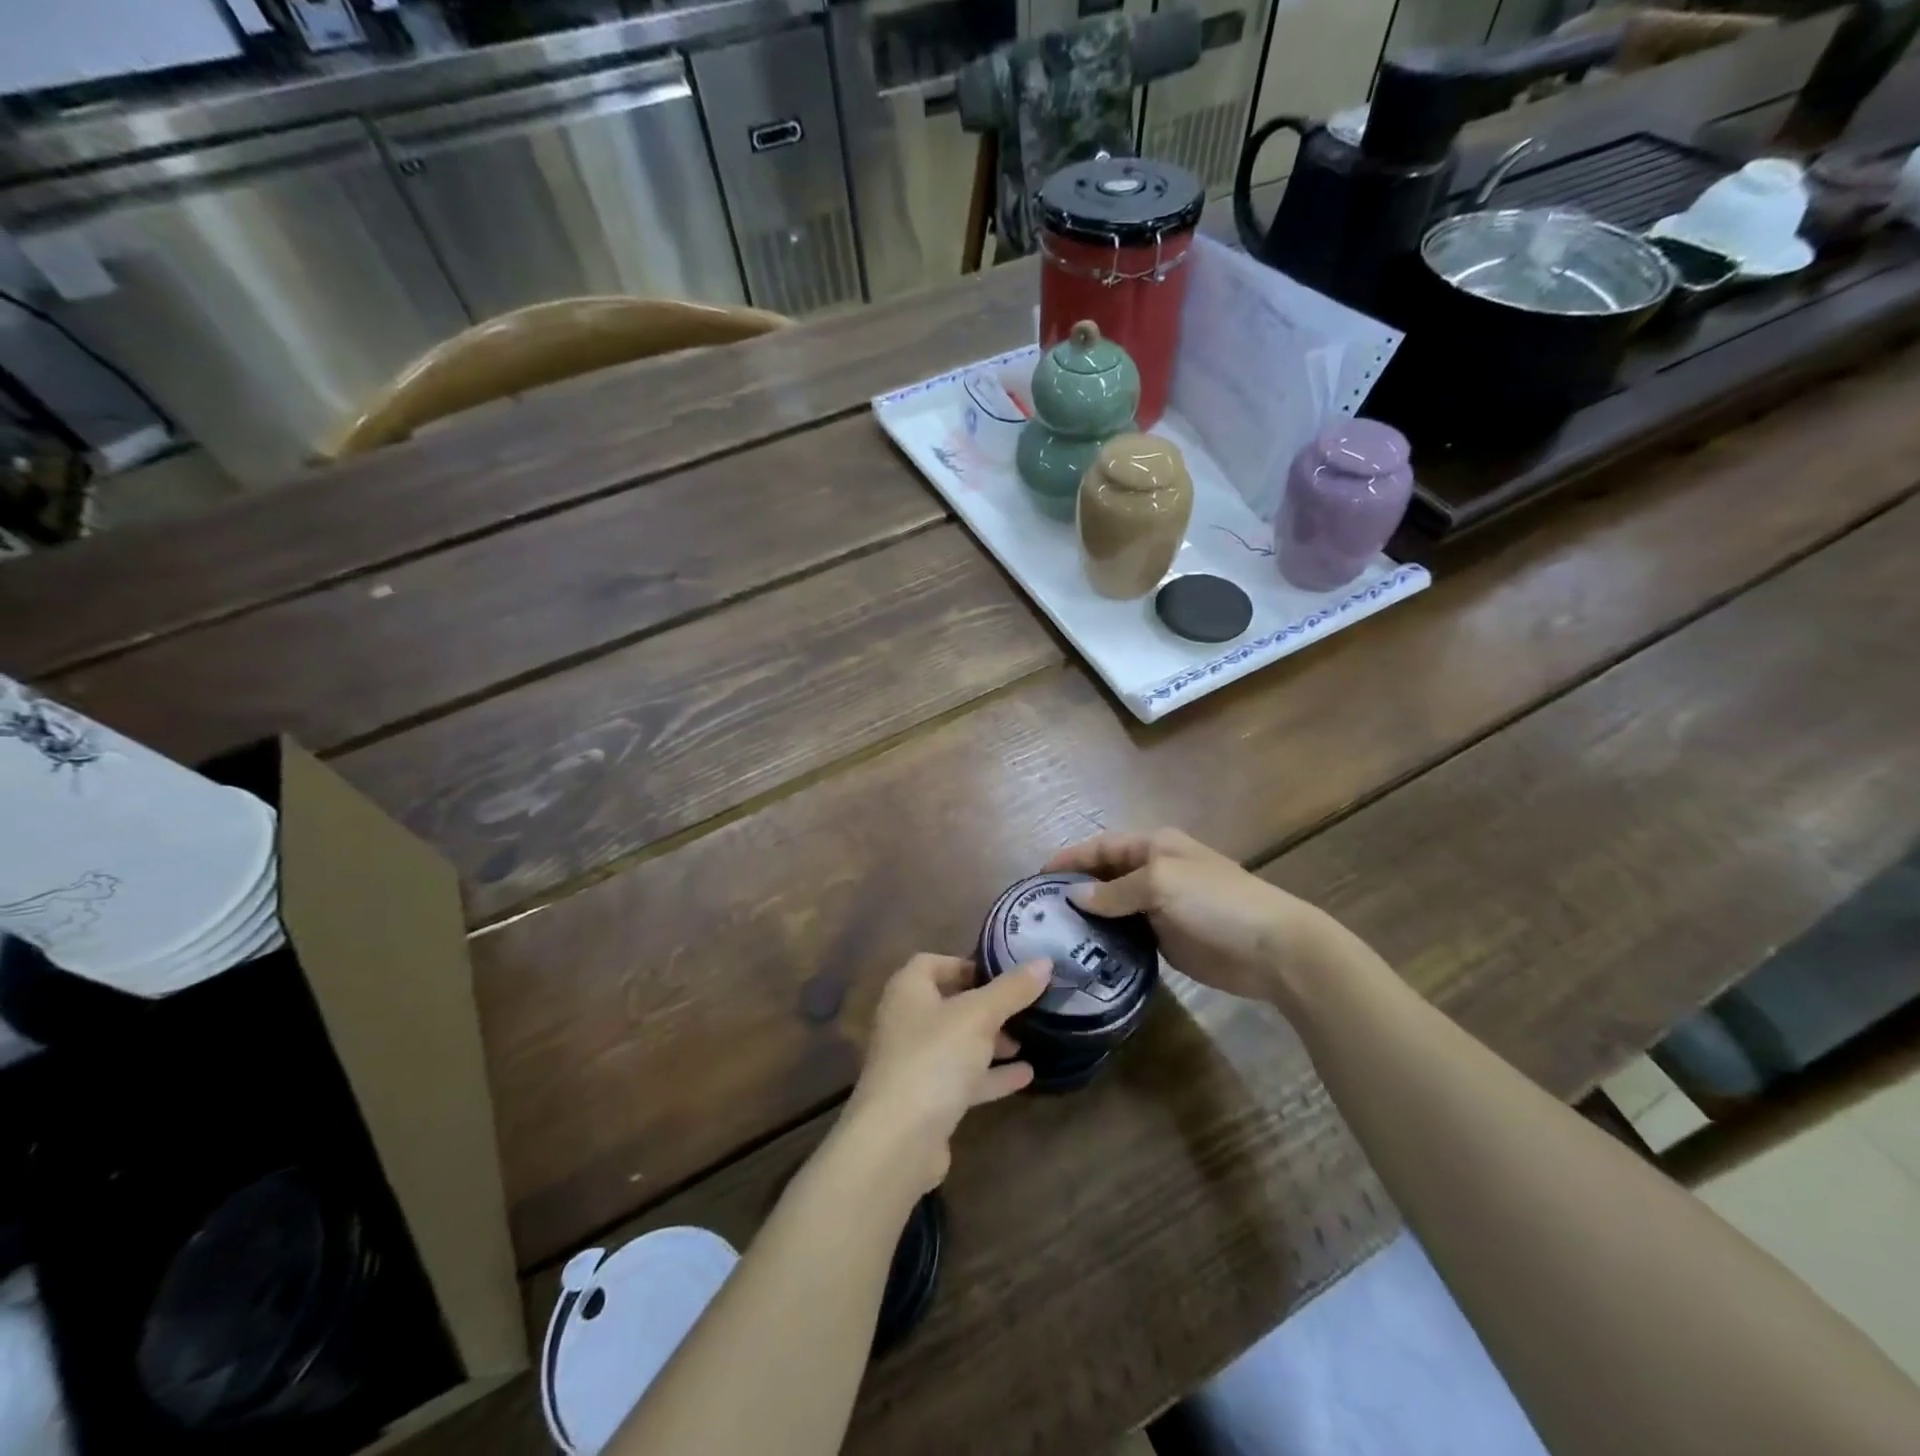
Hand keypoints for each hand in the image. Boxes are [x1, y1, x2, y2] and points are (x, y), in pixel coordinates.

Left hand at [844, 953, 1051, 1193]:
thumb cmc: (934, 1058)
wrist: (898, 1140)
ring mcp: (914, 1063)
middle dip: (986, 1006)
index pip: (932, 963)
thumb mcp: (979, 1016)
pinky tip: (1026, 1076)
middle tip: (1023, 1007)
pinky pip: (962, 1079)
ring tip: (1028, 1040)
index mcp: (908, 991)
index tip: (1002, 972)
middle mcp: (906, 1022)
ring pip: (957, 1043)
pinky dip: (991, 1075)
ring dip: (991, 1042)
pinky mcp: (926, 1101)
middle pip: (949, 1004)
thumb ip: (1012, 989)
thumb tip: (1044, 961)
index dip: (966, 964)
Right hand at [1045, 828, 1331, 1006]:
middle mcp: (1153, 872)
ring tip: (1054, 936)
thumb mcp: (1161, 883)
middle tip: (1039, 913)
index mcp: (1154, 847)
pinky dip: (1107, 940)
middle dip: (1075, 889)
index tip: (1036, 878)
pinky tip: (1085, 953)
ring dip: (1089, 918)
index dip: (1070, 858)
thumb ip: (1114, 890)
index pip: (1101, 847)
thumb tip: (1074, 897)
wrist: (1272, 948)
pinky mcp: (1167, 938)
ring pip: (1113, 907)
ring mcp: (1160, 907)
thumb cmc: (1216, 901)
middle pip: (1104, 876)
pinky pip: (1128, 934)